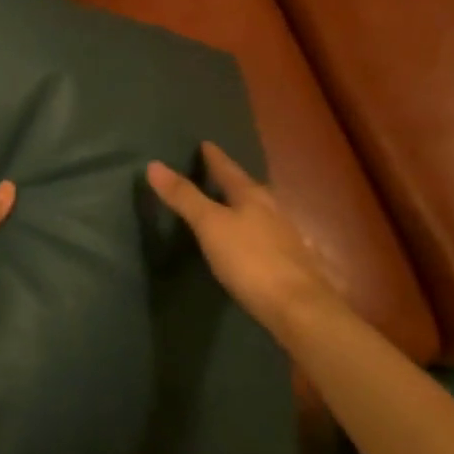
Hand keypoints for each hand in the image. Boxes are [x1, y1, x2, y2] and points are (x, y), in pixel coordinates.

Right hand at [147, 142, 341, 339]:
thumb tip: (154, 164)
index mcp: (252, 197)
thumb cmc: (250, 260)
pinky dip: (258, 232)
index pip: (229, 170)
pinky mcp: (294, 264)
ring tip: (234, 205)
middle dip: (234, 180)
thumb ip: (184, 197)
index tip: (206, 144)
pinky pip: (271, 237)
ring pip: (264, 212)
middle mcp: (273, 211)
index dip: (215, 158)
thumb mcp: (209, 225)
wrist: (299, 309)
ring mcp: (287, 238)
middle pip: (250, 189)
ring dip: (248, 206)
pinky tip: (255, 241)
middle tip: (219, 172)